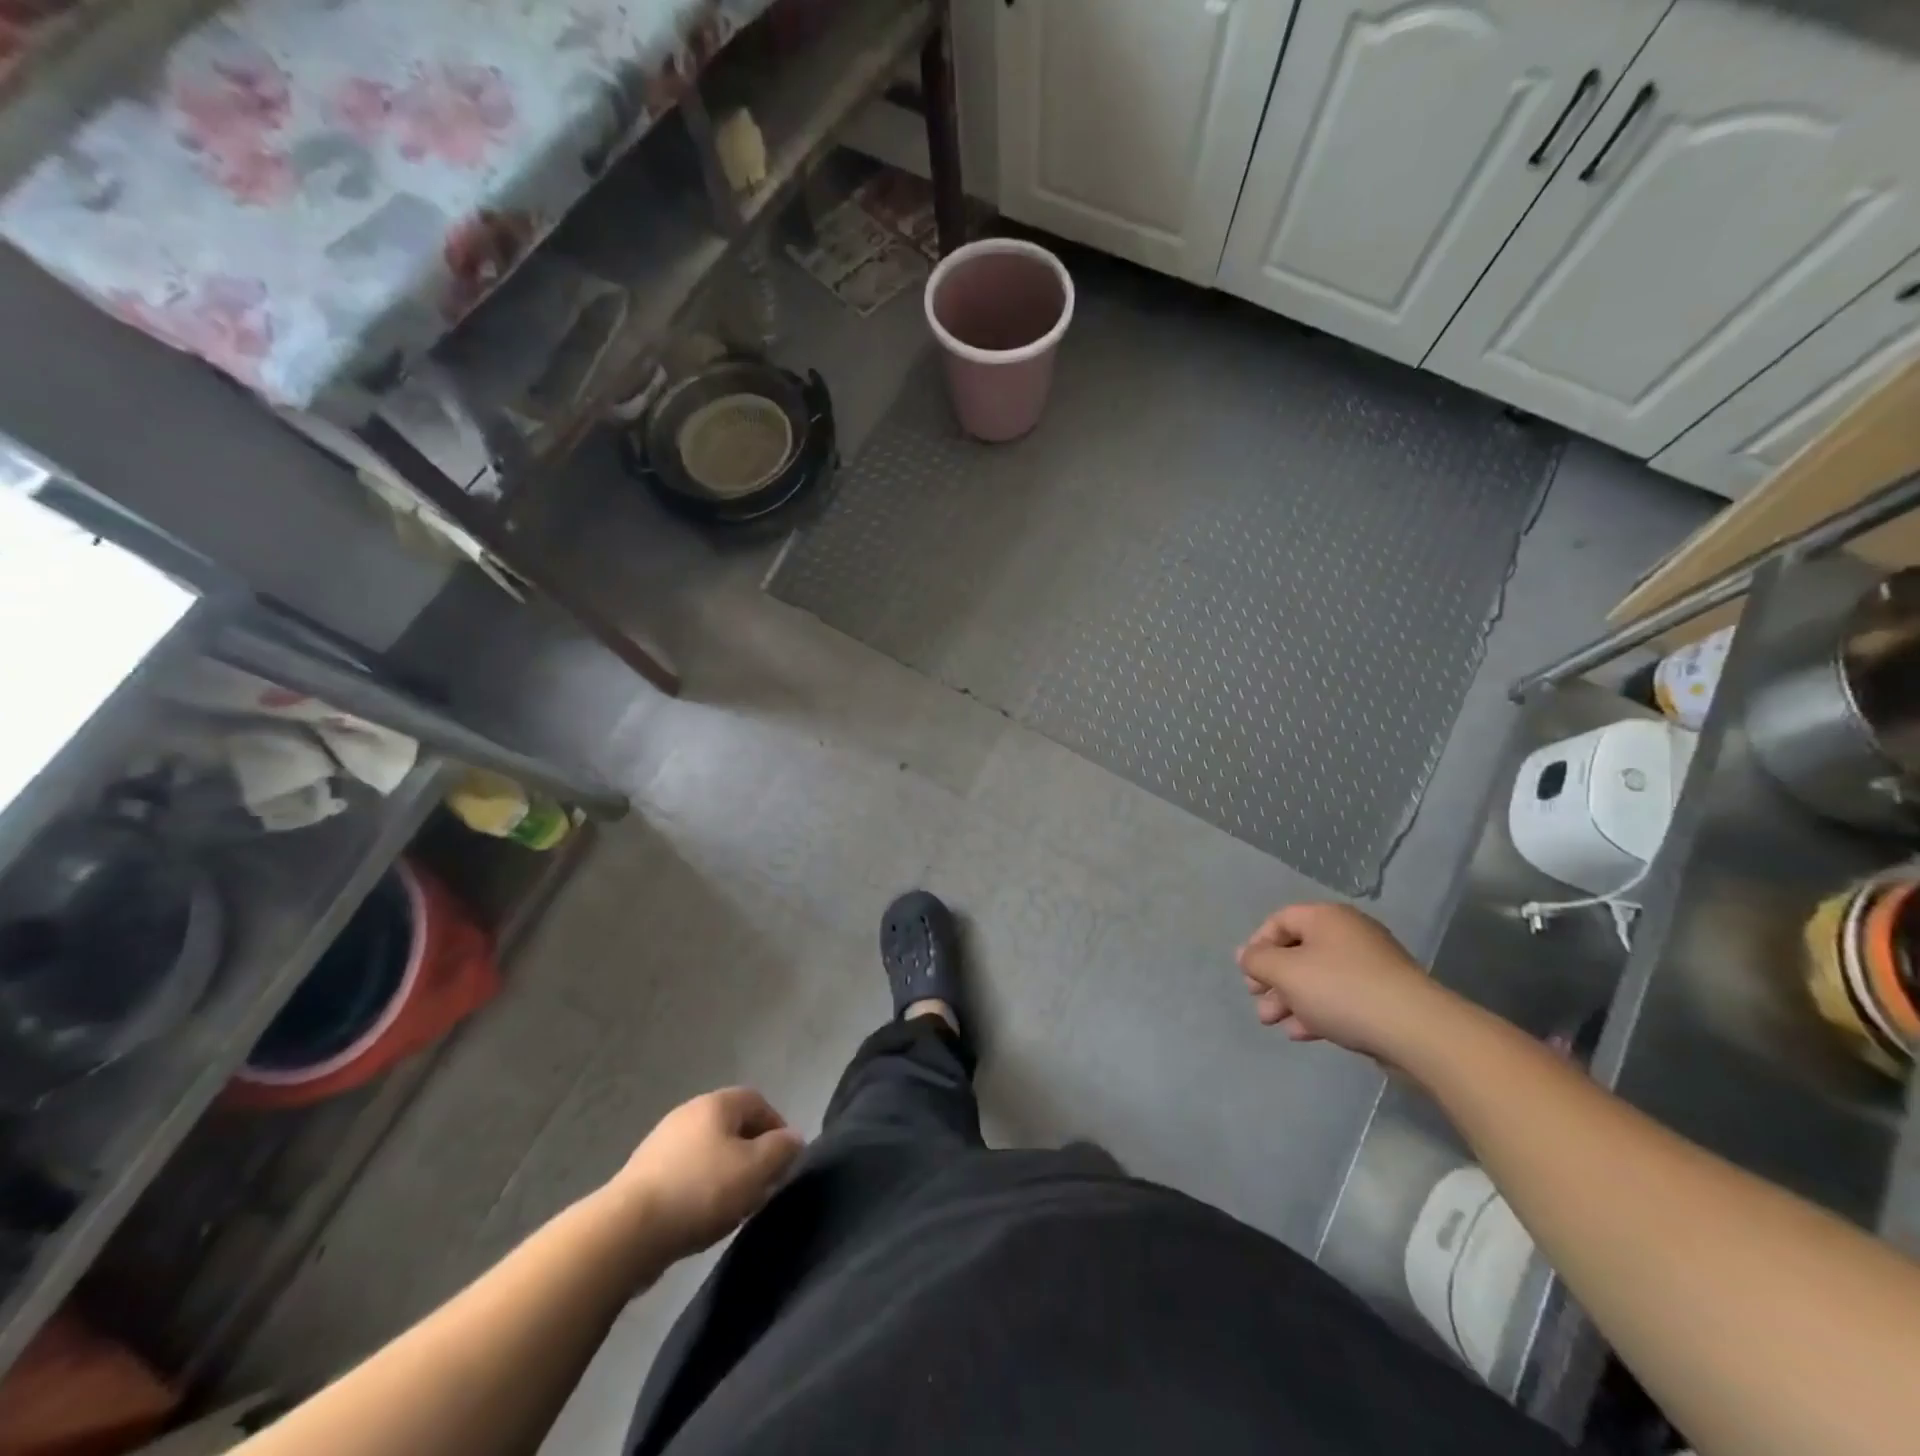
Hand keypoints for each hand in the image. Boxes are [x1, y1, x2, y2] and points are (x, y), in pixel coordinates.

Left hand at [606, 1087, 804, 1262]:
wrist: (626, 1231)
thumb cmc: (700, 1190)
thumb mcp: (755, 1169)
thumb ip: (781, 1150)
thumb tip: (794, 1138)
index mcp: (716, 1103)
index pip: (758, 1102)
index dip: (777, 1127)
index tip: (785, 1160)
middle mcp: (688, 1113)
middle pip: (732, 1125)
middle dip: (752, 1152)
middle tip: (763, 1185)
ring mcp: (662, 1142)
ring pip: (708, 1150)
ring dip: (726, 1172)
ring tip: (734, 1205)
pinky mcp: (643, 1174)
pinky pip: (685, 1172)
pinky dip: (700, 1187)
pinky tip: (701, 1216)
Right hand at [1237, 903, 1446, 1061]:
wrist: (1417, 1031)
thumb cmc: (1342, 990)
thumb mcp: (1286, 972)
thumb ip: (1259, 961)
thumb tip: (1246, 955)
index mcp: (1326, 917)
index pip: (1280, 920)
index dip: (1258, 945)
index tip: (1248, 975)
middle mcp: (1349, 934)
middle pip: (1299, 952)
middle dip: (1273, 980)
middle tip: (1259, 1004)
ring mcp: (1371, 966)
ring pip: (1318, 978)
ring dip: (1291, 1000)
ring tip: (1275, 1025)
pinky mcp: (1385, 996)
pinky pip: (1341, 997)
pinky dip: (1318, 1011)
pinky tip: (1303, 1034)